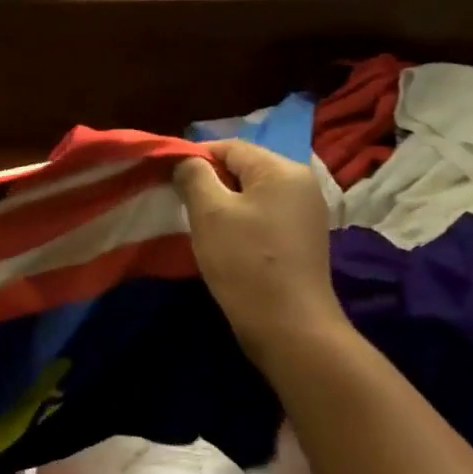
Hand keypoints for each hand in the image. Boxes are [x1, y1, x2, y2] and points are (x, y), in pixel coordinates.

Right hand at [173, 141, 348, 367]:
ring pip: (252, 194)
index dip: (194, 157)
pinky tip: (224, 243)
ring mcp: (305, 213)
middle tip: (180, 204)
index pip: (230, 147)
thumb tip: (185, 160)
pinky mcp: (302, 240)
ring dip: (223, 204)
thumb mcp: (209, 212)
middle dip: (209, 182)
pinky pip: (264, 216)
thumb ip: (193, 176)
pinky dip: (240, 222)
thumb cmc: (245, 261)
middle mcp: (301, 183)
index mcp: (282, 169)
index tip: (167, 178)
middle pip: (243, 168)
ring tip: (199, 225)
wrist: (289, 326)